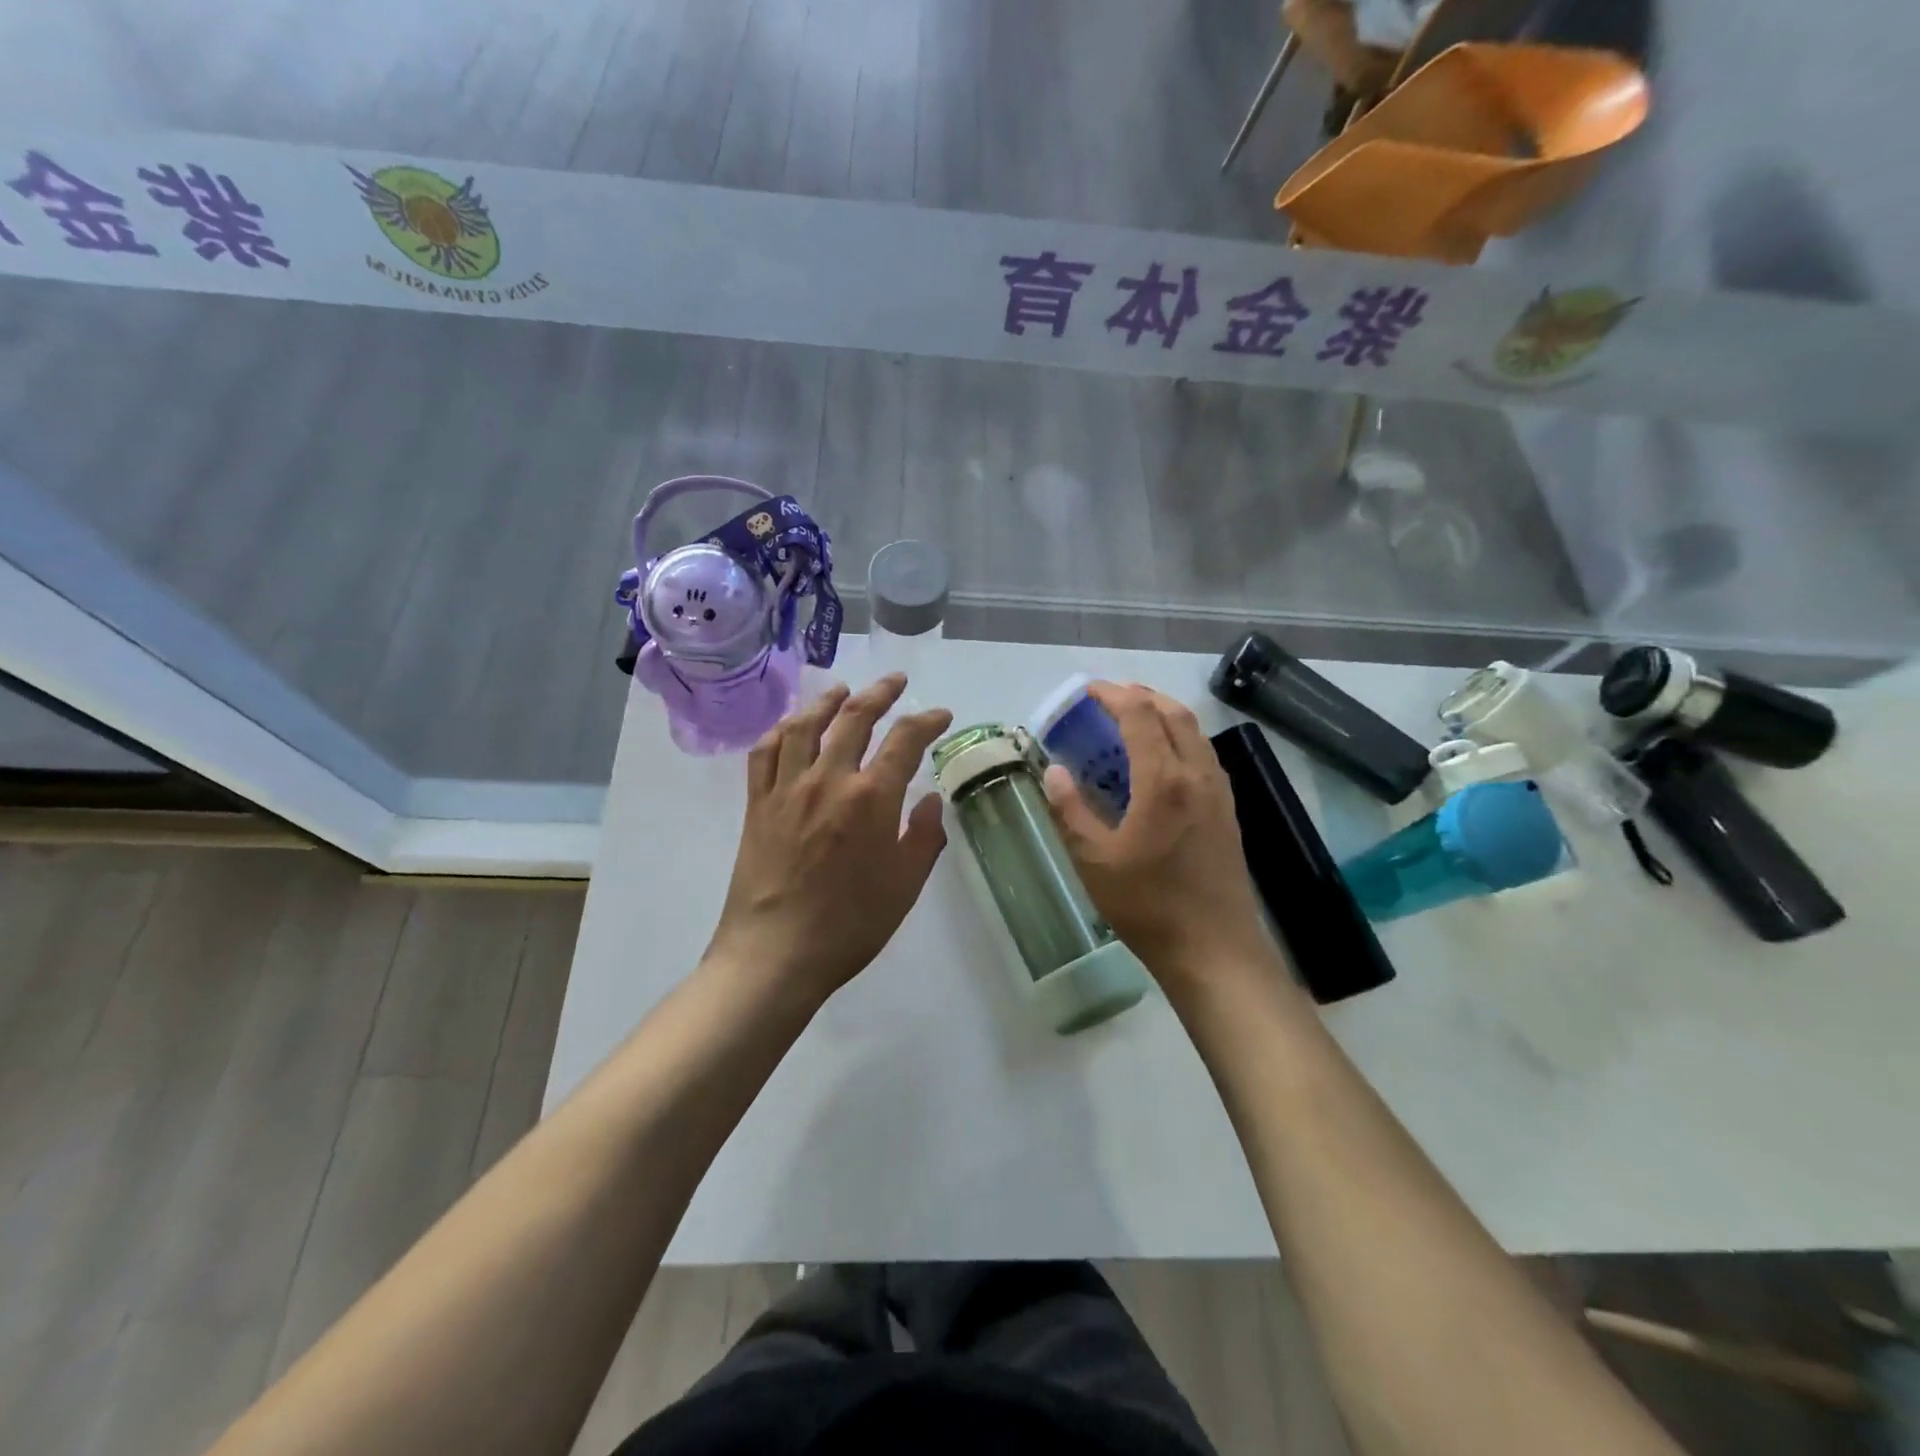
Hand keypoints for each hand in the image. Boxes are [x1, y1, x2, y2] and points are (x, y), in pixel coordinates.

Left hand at [706, 675, 952, 1008]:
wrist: (775, 954)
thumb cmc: (850, 924)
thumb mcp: (906, 884)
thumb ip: (924, 836)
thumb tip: (930, 799)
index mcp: (871, 797)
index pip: (905, 739)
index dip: (926, 720)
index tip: (940, 715)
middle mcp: (828, 779)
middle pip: (854, 717)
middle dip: (880, 693)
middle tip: (895, 681)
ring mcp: (786, 788)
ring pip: (806, 725)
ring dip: (828, 700)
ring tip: (843, 691)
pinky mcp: (756, 803)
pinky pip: (765, 751)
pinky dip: (781, 729)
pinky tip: (792, 725)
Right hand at [1043, 683, 1279, 995]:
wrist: (1215, 950)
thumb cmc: (1149, 906)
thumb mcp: (1095, 861)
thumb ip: (1071, 811)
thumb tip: (1054, 772)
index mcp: (1163, 780)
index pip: (1140, 715)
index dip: (1112, 695)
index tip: (1087, 692)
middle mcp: (1197, 775)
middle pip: (1174, 713)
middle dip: (1141, 696)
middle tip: (1109, 699)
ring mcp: (1219, 793)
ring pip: (1195, 733)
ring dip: (1164, 715)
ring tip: (1134, 721)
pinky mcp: (1228, 812)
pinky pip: (1204, 756)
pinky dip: (1181, 740)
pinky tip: (1162, 763)